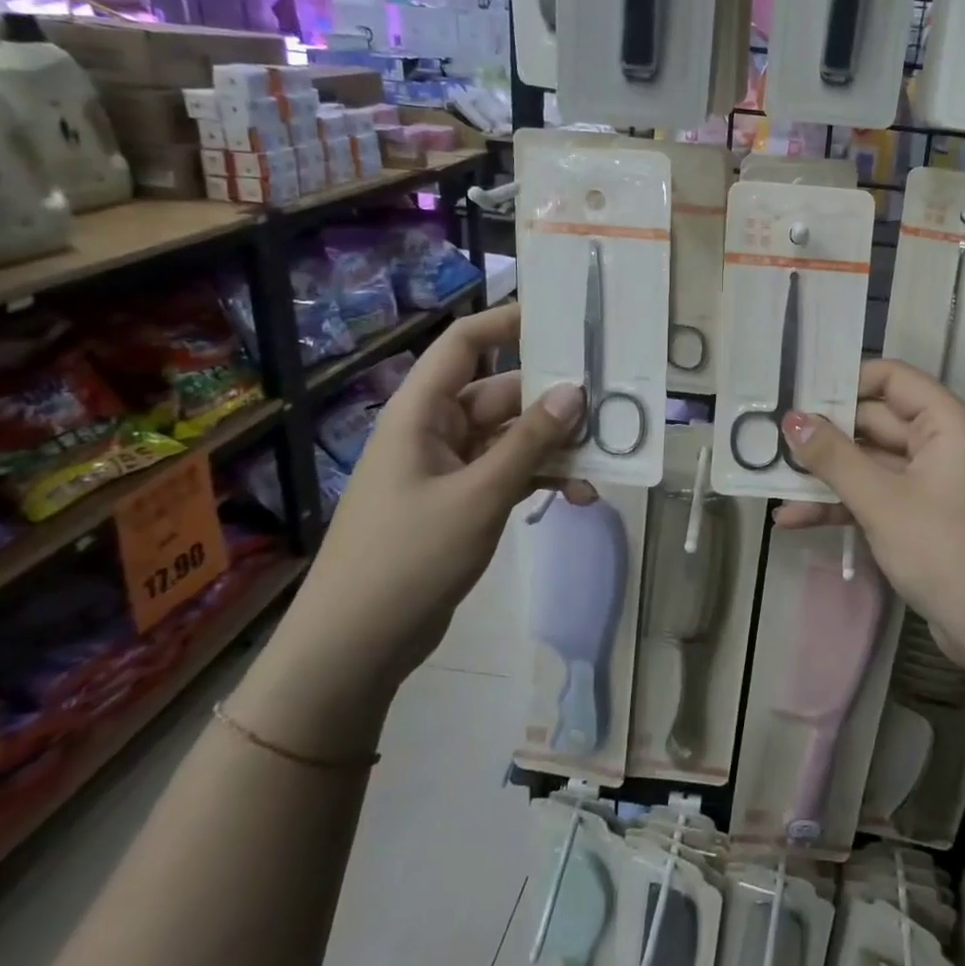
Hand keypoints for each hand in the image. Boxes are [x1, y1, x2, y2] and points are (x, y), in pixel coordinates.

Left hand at [231, 305, 585, 756]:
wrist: (354, 648)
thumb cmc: (407, 558)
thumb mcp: (478, 496)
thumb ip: (530, 443)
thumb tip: (575, 392)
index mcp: (422, 412)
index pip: (465, 344)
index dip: (509, 322)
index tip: (564, 316)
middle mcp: (436, 430)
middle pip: (503, 393)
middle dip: (554, 399)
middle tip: (610, 400)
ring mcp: (449, 469)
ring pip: (513, 438)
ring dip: (556, 447)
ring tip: (606, 457)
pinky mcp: (462, 503)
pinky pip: (510, 474)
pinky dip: (542, 479)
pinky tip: (580, 495)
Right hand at [772, 358, 964, 676]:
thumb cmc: (947, 550)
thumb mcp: (882, 501)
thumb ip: (833, 457)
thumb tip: (792, 418)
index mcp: (946, 423)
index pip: (892, 378)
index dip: (846, 380)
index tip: (799, 393)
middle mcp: (942, 444)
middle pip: (876, 422)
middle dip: (825, 435)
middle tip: (770, 439)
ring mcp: (933, 484)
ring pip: (872, 465)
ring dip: (826, 476)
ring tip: (771, 482)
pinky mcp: (924, 519)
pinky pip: (878, 498)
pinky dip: (843, 505)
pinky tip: (795, 519)